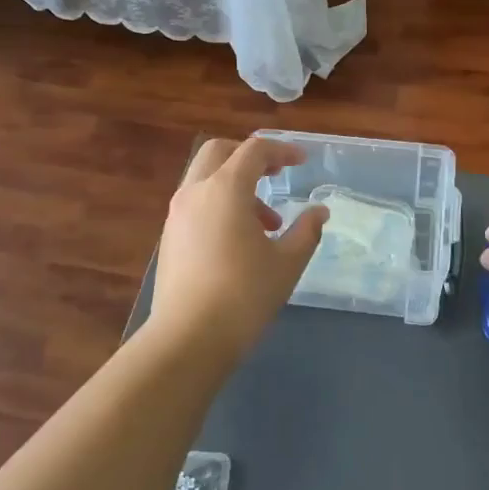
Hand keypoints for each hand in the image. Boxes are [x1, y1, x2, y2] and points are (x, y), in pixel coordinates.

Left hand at [146, 136, 327, 357]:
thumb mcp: (287, 263)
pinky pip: (197, 204)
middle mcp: (195, 192)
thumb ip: (306, 231)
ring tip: (268, 224)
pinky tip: (240, 242)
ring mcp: (176, 215)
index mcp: (225, 189)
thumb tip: (319, 212)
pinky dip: (220, 206)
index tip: (301, 162)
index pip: (254, 150)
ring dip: (237, 187)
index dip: (281, 150)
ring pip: (206, 180)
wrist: (188, 339)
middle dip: (249, 157)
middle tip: (276, 175)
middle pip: (219, 152)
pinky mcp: (169, 238)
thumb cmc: (244, 295)